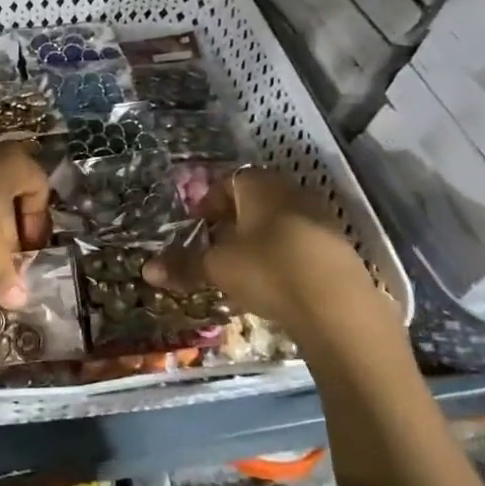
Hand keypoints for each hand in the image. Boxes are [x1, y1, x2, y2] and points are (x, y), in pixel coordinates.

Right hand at [145, 167, 384, 328]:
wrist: (336, 306)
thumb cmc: (268, 270)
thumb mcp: (217, 268)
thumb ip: (183, 265)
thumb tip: (146, 269)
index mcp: (260, 186)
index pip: (230, 180)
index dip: (209, 201)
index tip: (197, 225)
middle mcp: (292, 192)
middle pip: (256, 199)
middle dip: (233, 220)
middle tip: (216, 246)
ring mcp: (320, 217)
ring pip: (280, 220)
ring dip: (259, 237)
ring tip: (242, 266)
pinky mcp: (338, 246)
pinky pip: (301, 240)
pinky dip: (283, 253)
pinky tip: (275, 281)